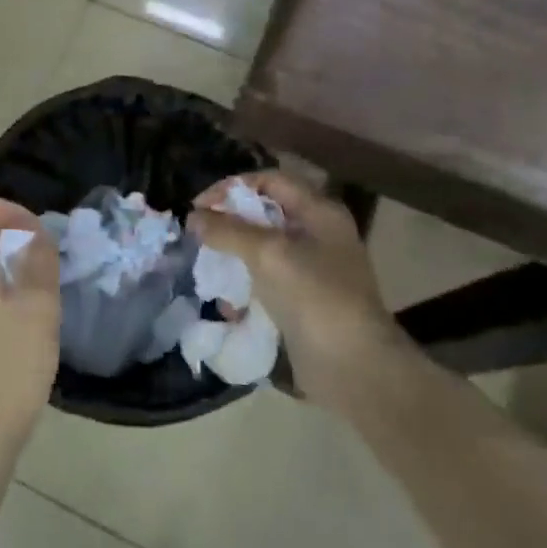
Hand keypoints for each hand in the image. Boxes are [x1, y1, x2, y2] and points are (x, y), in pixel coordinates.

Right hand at [188, 171, 412, 399]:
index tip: (199, 206)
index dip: (232, 187)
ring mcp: (312, 269)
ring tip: (210, 271)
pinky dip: (245, 287)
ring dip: (233, 257)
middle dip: (229, 223)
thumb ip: (227, 230)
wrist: (354, 366)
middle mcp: (318, 234)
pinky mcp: (304, 300)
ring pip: (262, 249)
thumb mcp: (267, 254)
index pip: (270, 180)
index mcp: (319, 212)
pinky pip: (266, 281)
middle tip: (199, 236)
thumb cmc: (314, 296)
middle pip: (264, 214)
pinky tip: (228, 305)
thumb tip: (193, 217)